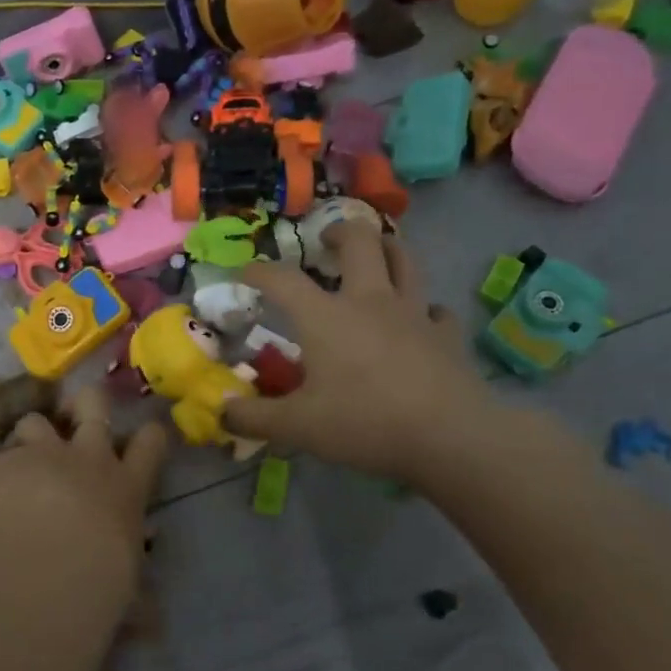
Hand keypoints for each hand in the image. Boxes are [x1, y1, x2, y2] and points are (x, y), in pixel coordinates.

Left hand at [0, 386, 169, 604]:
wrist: (56, 565)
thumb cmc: (105, 581)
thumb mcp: (129, 594)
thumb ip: (137, 603)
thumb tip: (151, 627)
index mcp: (126, 487)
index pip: (150, 444)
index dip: (147, 435)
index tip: (144, 434)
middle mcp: (89, 458)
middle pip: (94, 404)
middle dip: (85, 402)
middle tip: (74, 411)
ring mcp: (44, 455)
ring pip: (35, 421)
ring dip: (27, 438)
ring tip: (16, 460)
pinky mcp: (2, 465)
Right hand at [222, 221, 494, 482]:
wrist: (450, 438)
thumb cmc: (364, 423)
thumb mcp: (297, 427)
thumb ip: (254, 418)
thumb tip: (220, 413)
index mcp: (325, 316)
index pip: (282, 279)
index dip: (259, 271)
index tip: (245, 273)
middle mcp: (369, 301)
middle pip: (359, 242)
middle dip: (339, 232)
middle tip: (326, 241)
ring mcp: (413, 314)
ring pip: (404, 260)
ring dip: (387, 248)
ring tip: (375, 252)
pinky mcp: (446, 335)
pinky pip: (435, 309)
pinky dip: (423, 308)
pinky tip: (419, 319)